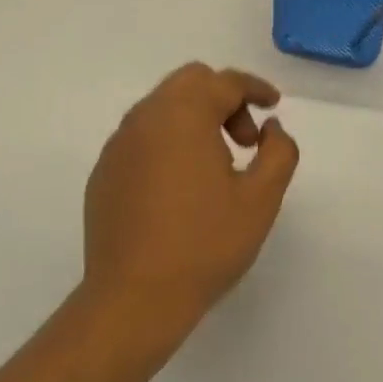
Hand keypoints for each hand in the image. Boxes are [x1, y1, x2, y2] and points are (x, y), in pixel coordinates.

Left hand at [81, 63, 299, 353]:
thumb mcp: (261, 199)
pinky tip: (181, 186)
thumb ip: (278, 152)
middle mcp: (145, 118)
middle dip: (224, 99)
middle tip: (245, 140)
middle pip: (190, 82)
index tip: (273, 105)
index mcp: (183, 115)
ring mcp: (119, 145)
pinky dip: (168, 141)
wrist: (133, 299)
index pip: (224, 82)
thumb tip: (271, 128)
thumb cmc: (204, 244)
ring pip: (163, 107)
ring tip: (217, 166)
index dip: (254, 88)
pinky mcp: (104, 172)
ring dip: (195, 119)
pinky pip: (142, 136)